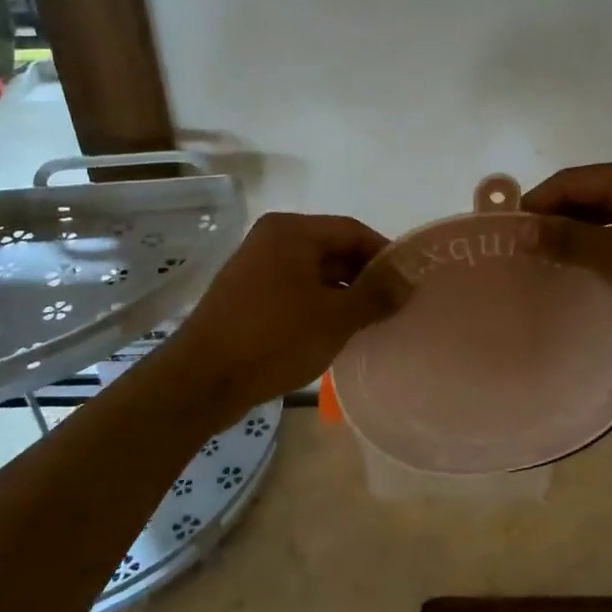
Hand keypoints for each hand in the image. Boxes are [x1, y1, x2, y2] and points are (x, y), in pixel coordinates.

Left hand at [154, 212, 403, 411]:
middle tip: (395, 305)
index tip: (409, 283)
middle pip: (333, 249)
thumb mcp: (335, 317)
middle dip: (365, 277)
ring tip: (372, 322)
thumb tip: (409, 280)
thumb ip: (376, 295)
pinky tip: (337, 331)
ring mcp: (256, 267)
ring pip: (315, 273)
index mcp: (291, 231)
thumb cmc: (274, 339)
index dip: (385, 255)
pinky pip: (295, 290)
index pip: (352, 231)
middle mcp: (272, 239)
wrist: (202, 380)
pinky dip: (320, 305)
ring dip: (344, 294)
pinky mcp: (248, 295)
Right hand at [524, 157, 611, 357]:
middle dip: (557, 221)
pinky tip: (597, 273)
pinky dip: (610, 247)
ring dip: (583, 236)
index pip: (569, 181)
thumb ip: (568, 241)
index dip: (535, 205)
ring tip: (555, 266)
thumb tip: (522, 229)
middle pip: (590, 194)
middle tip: (527, 255)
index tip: (508, 236)